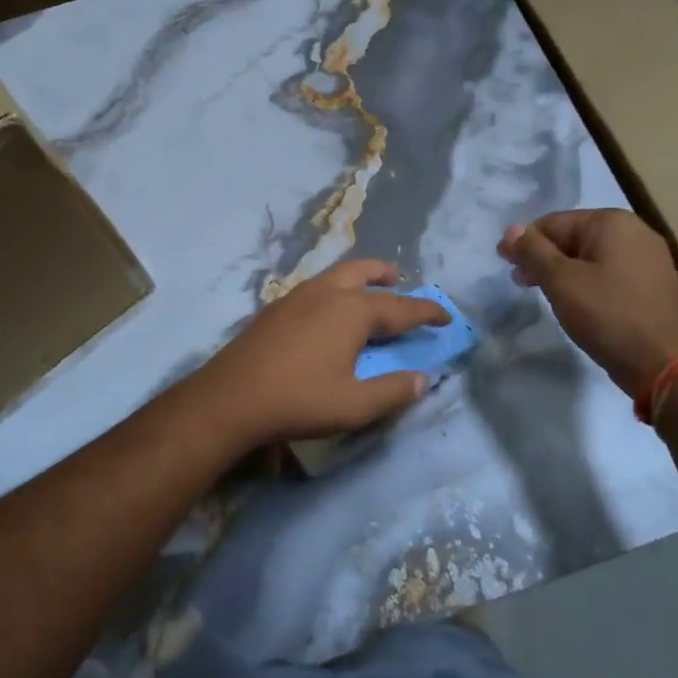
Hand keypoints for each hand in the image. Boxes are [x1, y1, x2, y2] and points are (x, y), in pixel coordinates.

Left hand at [188, 260, 451, 450]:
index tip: (446, 315)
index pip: (400, 307)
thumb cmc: (300, 400)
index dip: (426, 311)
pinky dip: (334, 290)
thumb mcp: (355, 405)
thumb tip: (423, 379)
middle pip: (363, 273)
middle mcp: (326, 293)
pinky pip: (316, 288)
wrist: (231, 397)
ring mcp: (296, 296)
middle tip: (400, 280)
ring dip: (358, 278)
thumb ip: (394, 391)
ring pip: (335, 276)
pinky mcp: (275, 308)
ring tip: (367, 290)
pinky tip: (327, 312)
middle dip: (385, 275)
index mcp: (352, 310)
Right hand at [499, 210, 677, 395]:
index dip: (525, 242)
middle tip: (520, 282)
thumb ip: (533, 251)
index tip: (505, 264)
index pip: (554, 222)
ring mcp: (649, 258)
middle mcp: (635, 231)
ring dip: (564, 271)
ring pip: (592, 257)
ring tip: (545, 294)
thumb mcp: (561, 281)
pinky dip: (588, 282)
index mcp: (612, 222)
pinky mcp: (654, 284)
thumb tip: (511, 230)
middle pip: (574, 237)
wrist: (665, 364)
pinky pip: (610, 273)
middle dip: (544, 257)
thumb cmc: (608, 315)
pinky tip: (577, 302)